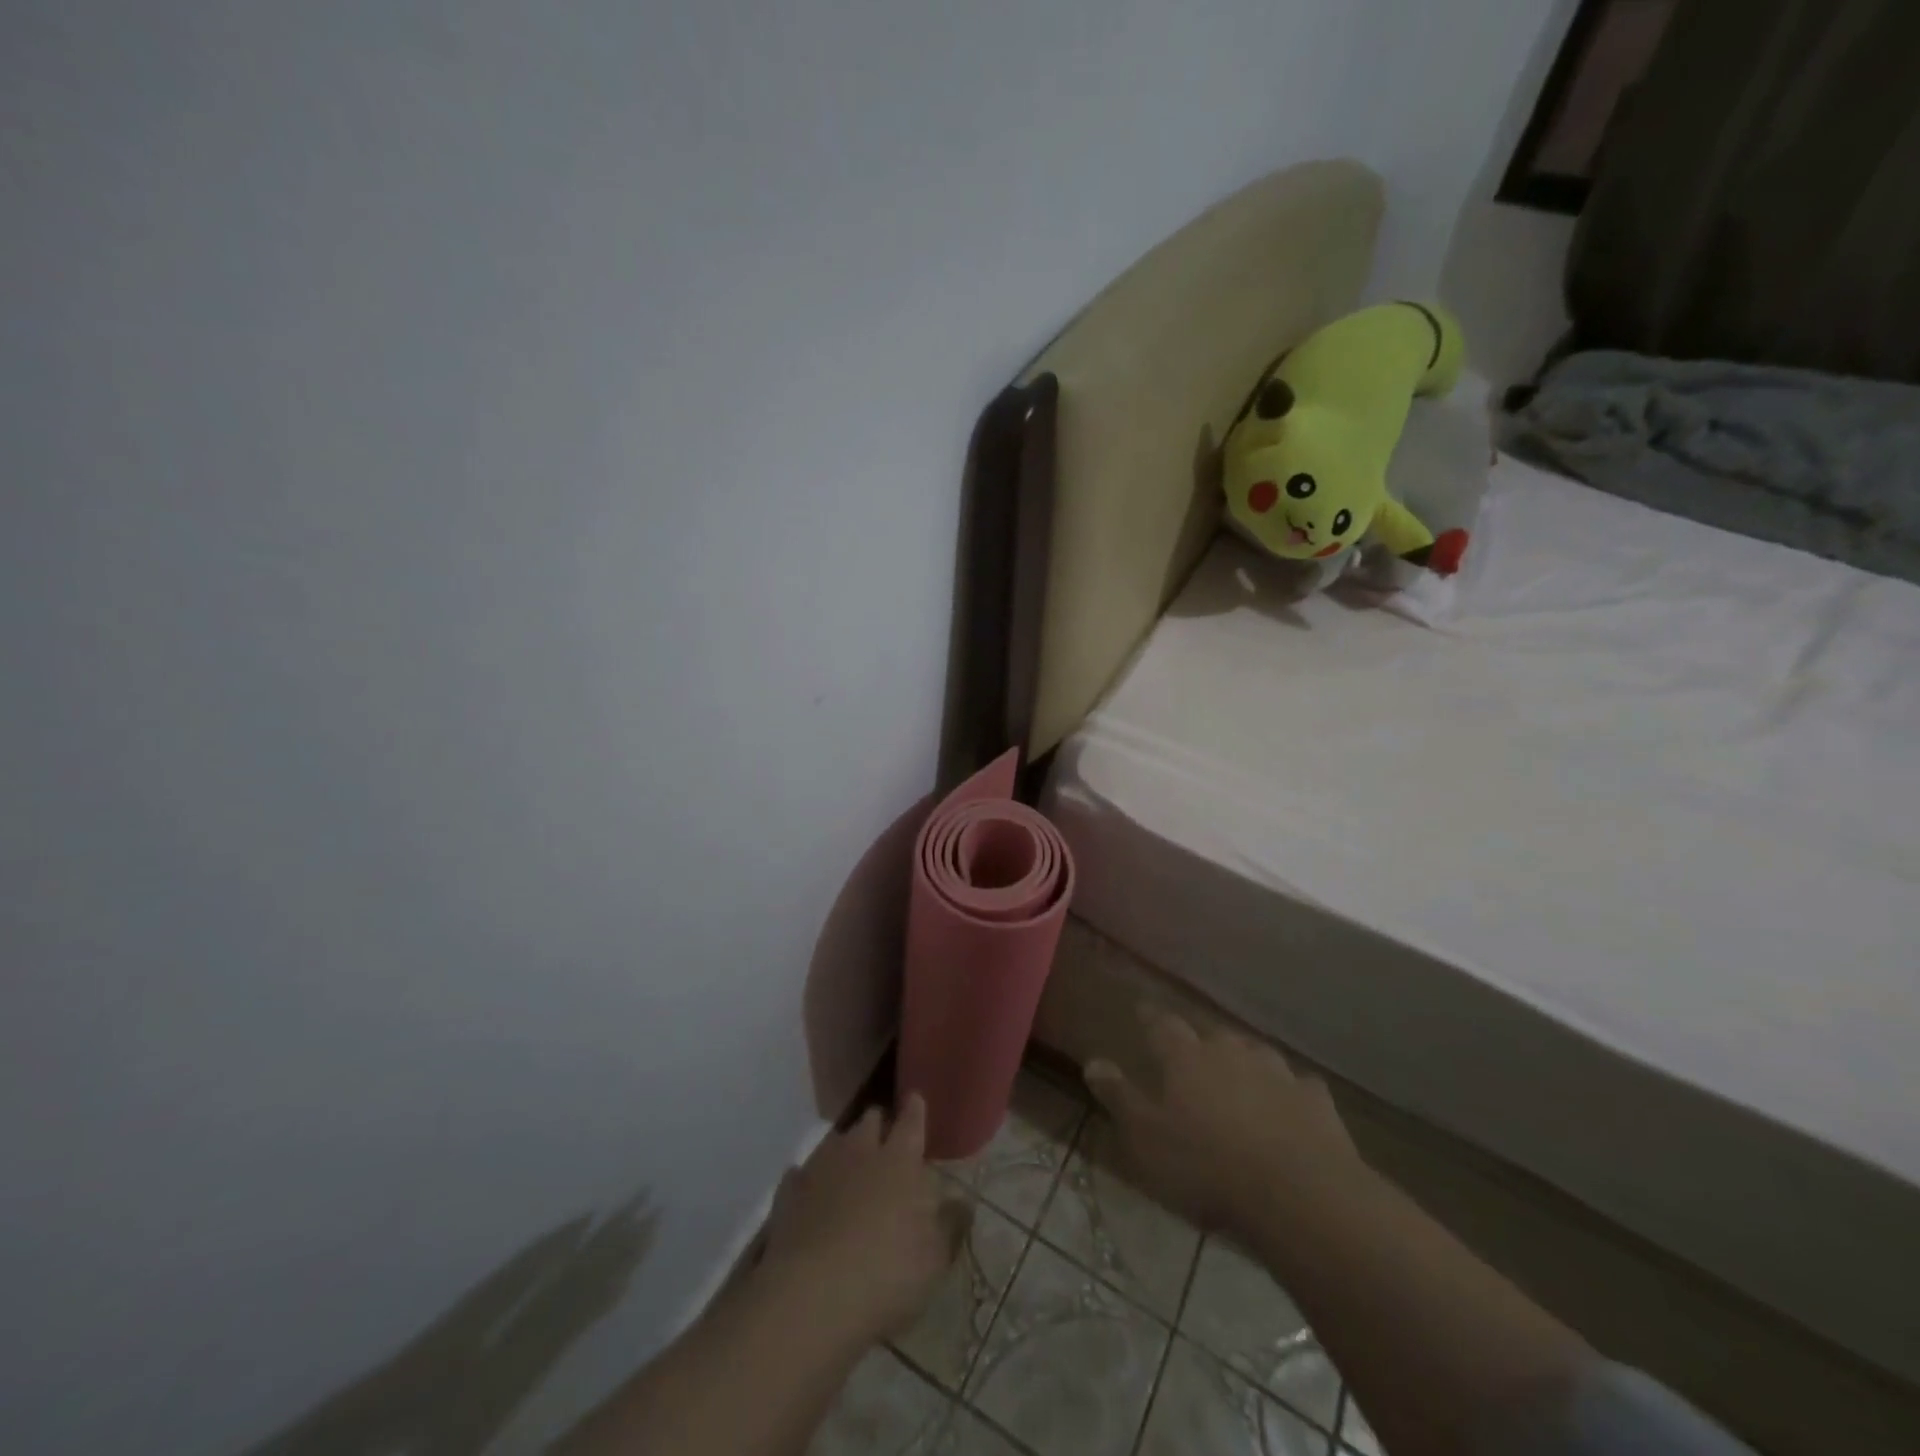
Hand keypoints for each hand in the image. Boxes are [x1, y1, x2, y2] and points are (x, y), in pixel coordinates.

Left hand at [758, 1095, 970, 1345]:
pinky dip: (807, 1181)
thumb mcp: (934, 1258)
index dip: (915, 1110)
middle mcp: (860, 1152)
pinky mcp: (788, 1195)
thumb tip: (962, 1200)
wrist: (810, 1297)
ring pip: (835, 1142)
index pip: (911, 1122)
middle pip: (870, 1122)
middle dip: (878, 1125)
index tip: (915, 1099)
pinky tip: (809, 1194)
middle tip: (885, 1139)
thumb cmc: (886, 1273)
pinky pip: (799, 1176)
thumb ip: (950, 1225)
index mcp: (900, 1161)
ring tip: (850, 1166)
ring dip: (844, 1149)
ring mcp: (820, 1169)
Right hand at [1084, 1006, 1361, 1238]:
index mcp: (1185, 1057)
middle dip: (1200, 1044)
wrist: (1299, 1194)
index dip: (1150, 1017)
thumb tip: (1093, 1062)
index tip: (1142, 1009)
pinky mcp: (1316, 1099)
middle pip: (1210, 1036)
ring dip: (1245, 1064)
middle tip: (1192, 1058)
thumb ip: (1120, 1097)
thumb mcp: (1147, 1138)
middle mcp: (1230, 1051)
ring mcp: (1277, 1071)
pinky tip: (1290, 1108)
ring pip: (1255, 1055)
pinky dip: (1289, 1093)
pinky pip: (1298, 1086)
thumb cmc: (1207, 1166)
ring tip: (1240, 1080)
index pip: (1161, 1024)